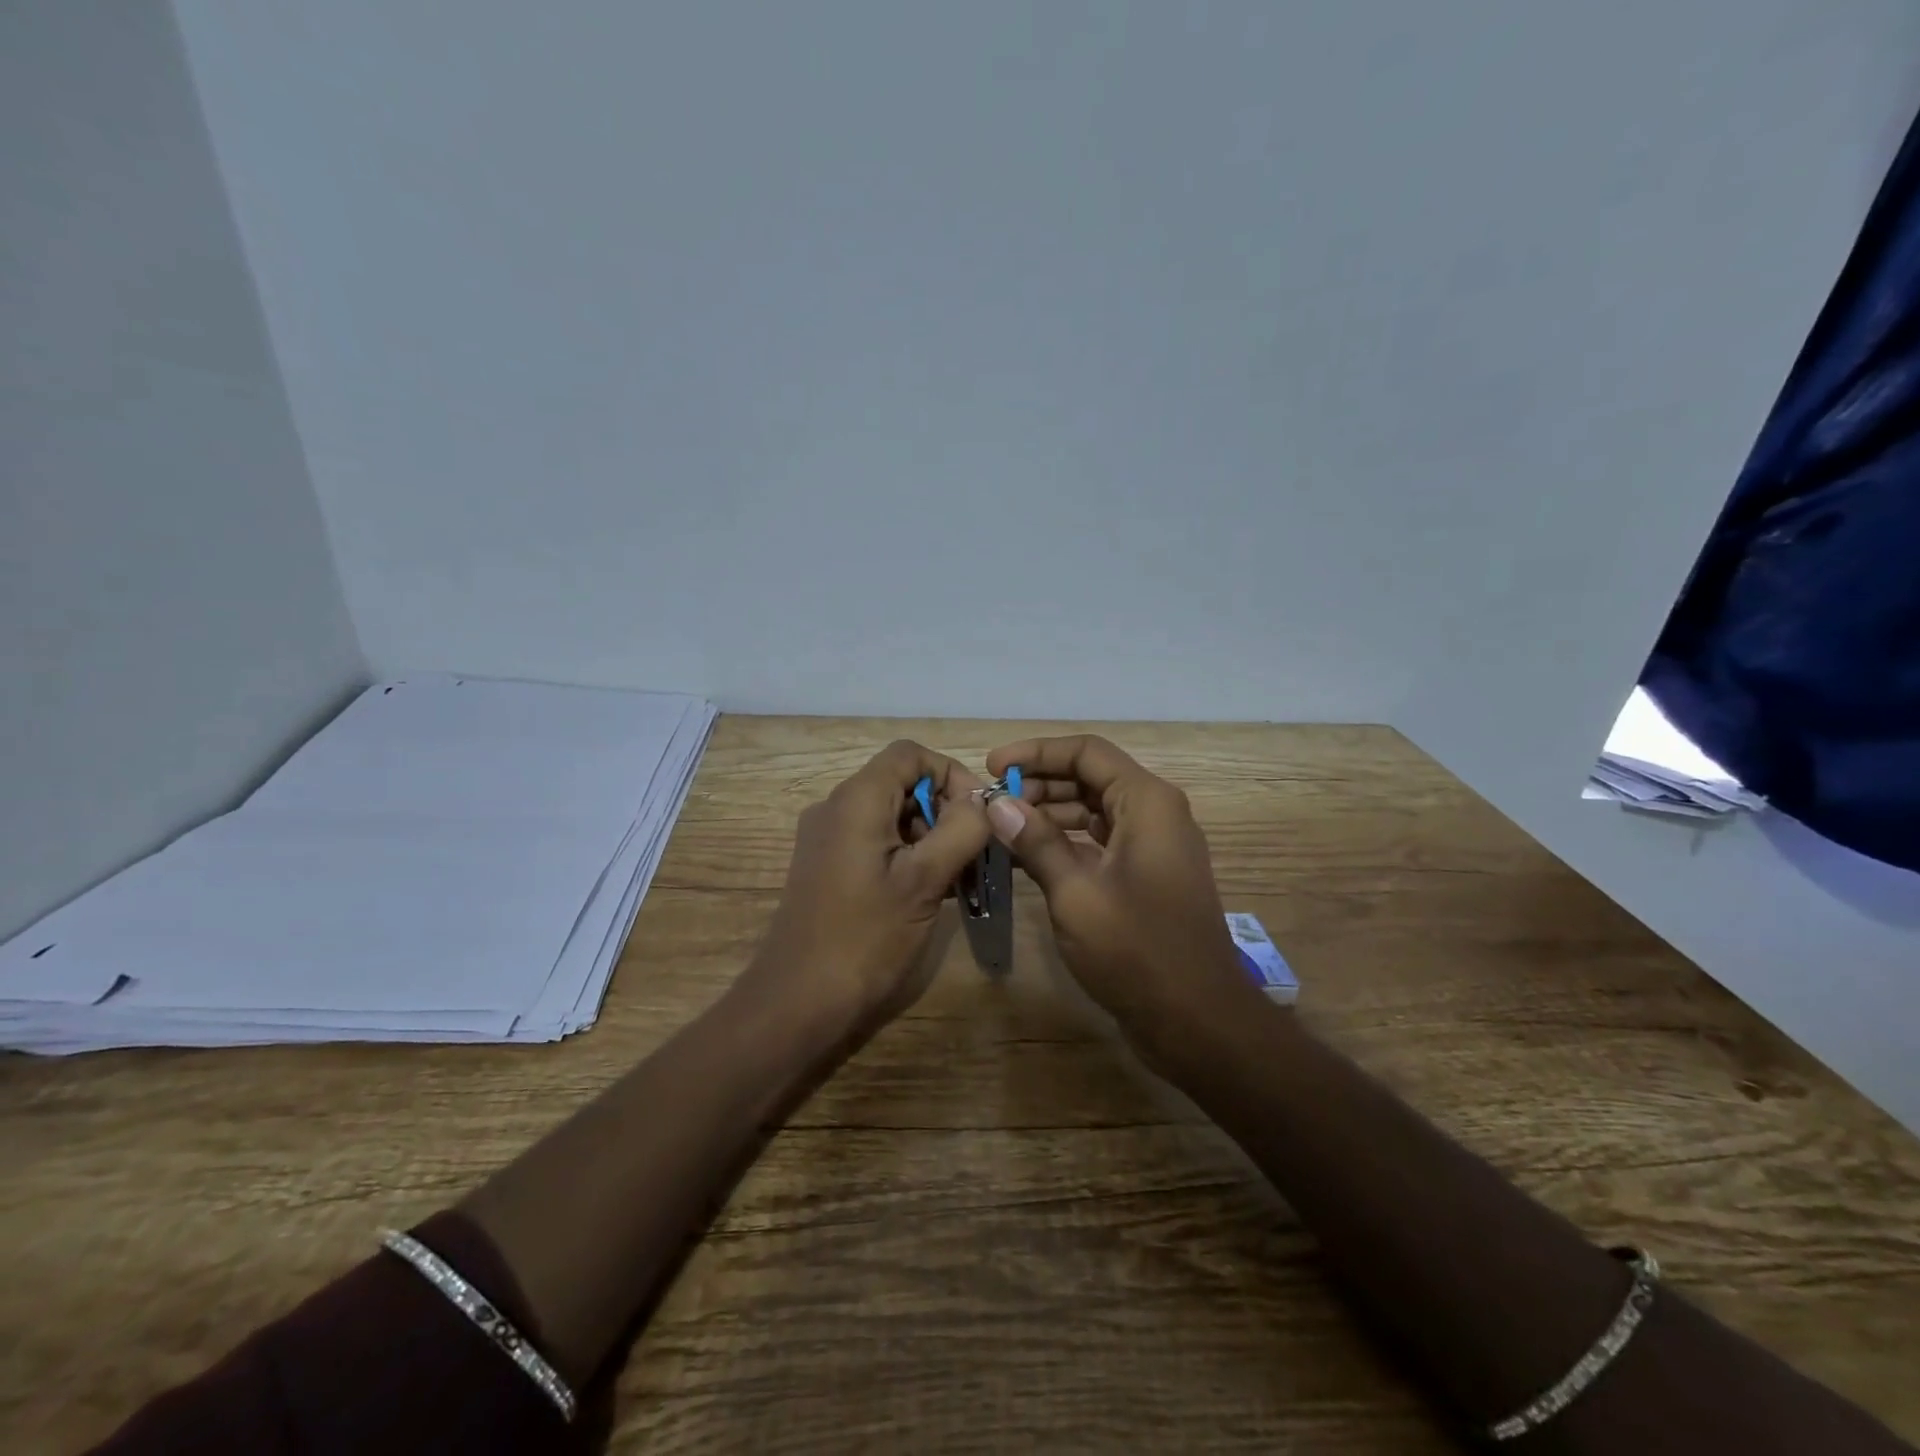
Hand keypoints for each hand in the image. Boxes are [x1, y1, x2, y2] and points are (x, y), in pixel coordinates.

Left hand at [740, 740, 990, 1030]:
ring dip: (931, 837)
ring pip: (892, 816)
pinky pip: (876, 843)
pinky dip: (908, 856)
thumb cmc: (866, 938)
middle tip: (973, 855)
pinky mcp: (827, 868)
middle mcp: (836, 808)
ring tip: (958, 880)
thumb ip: (961, 830)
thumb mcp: (925, 880)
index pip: (911, 754)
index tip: (977, 816)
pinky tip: (931, 893)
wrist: (798, 1003)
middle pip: (902, 784)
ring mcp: (828, 839)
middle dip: (945, 810)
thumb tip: (983, 802)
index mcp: (857, 799)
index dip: (951, 774)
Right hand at [983, 735, 1252, 1040]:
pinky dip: (1065, 842)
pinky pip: (1100, 841)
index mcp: (1146, 802)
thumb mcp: (1076, 893)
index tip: (992, 768)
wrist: (1197, 1021)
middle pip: (1090, 777)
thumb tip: (996, 803)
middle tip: (993, 804)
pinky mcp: (1145, 876)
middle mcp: (1154, 813)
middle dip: (1039, 783)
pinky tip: (1027, 857)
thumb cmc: (1137, 950)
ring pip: (1093, 810)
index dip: (1035, 753)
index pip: (1086, 752)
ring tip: (1002, 828)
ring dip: (1048, 813)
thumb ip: (1035, 842)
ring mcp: (1153, 846)